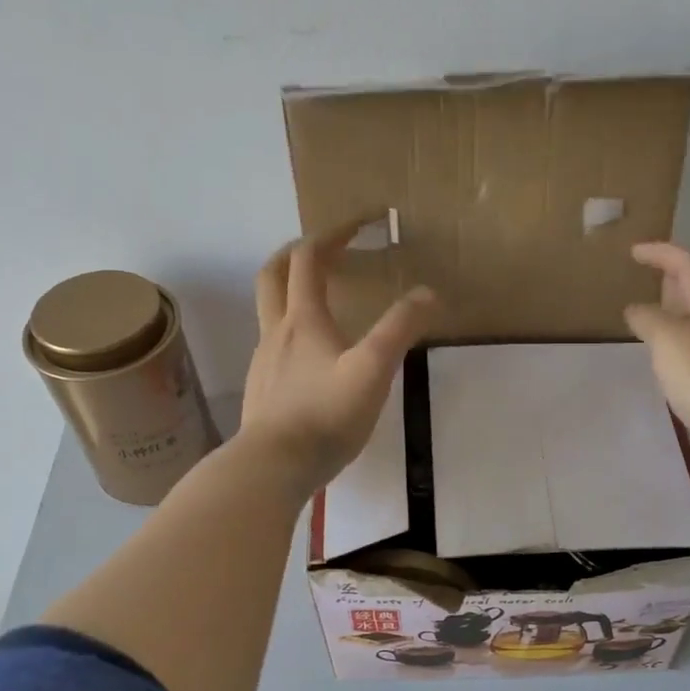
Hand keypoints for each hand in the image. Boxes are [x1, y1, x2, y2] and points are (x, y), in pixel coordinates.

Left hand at [242, 226, 435, 495]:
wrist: (272, 466)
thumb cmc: (325, 415)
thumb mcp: (373, 370)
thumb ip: (400, 329)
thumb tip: (428, 293)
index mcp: (303, 320)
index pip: (309, 259)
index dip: (332, 234)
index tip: (359, 223)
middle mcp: (276, 332)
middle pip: (274, 275)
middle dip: (297, 253)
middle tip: (323, 249)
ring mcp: (264, 363)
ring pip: (270, 312)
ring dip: (291, 293)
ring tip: (321, 301)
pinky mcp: (262, 391)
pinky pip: (274, 347)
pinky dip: (291, 332)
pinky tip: (311, 358)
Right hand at [624, 242, 689, 487]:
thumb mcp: (667, 337)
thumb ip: (648, 319)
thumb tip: (636, 310)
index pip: (688, 265)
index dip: (664, 252)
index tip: (635, 252)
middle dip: (671, 278)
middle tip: (645, 277)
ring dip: (671, 314)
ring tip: (645, 319)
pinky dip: (673, 346)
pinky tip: (661, 361)